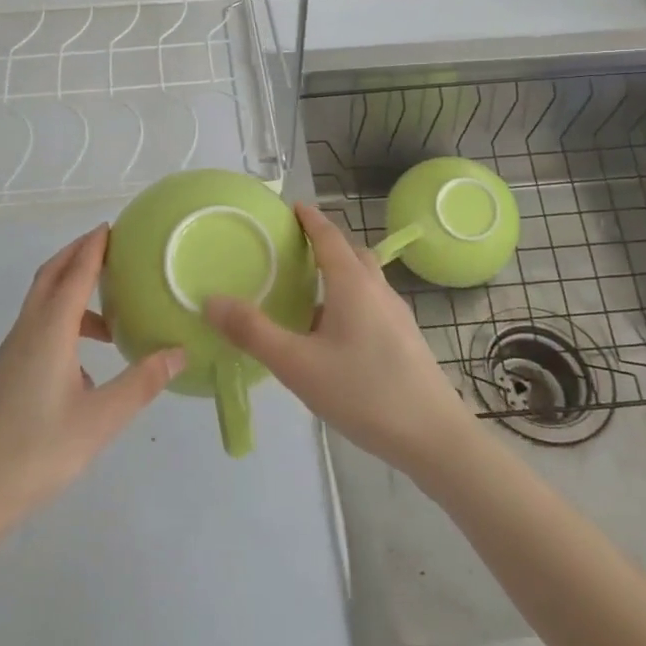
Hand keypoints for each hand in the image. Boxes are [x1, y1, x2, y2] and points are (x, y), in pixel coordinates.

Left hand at [0, 226, 184, 546]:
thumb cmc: (39, 452)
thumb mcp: (101, 420)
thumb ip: (141, 382)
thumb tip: (179, 352)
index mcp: (48, 332)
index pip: (74, 274)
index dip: (93, 247)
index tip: (112, 226)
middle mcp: (26, 332)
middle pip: (50, 276)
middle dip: (77, 255)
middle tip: (110, 247)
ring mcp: (11, 353)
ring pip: (42, 304)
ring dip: (71, 293)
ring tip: (110, 317)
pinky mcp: (7, 374)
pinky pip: (37, 328)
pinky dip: (63, 322)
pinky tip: (85, 363)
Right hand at [205, 202, 473, 477]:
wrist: (434, 438)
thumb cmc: (364, 392)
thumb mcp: (298, 365)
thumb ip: (253, 332)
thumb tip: (211, 300)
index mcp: (353, 285)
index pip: (329, 237)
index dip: (310, 219)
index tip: (292, 207)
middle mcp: (378, 291)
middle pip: (351, 253)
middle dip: (325, 243)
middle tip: (294, 249)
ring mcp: (397, 316)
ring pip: (365, 280)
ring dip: (338, 274)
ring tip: (307, 293)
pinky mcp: (405, 340)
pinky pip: (372, 304)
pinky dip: (349, 300)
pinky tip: (333, 336)